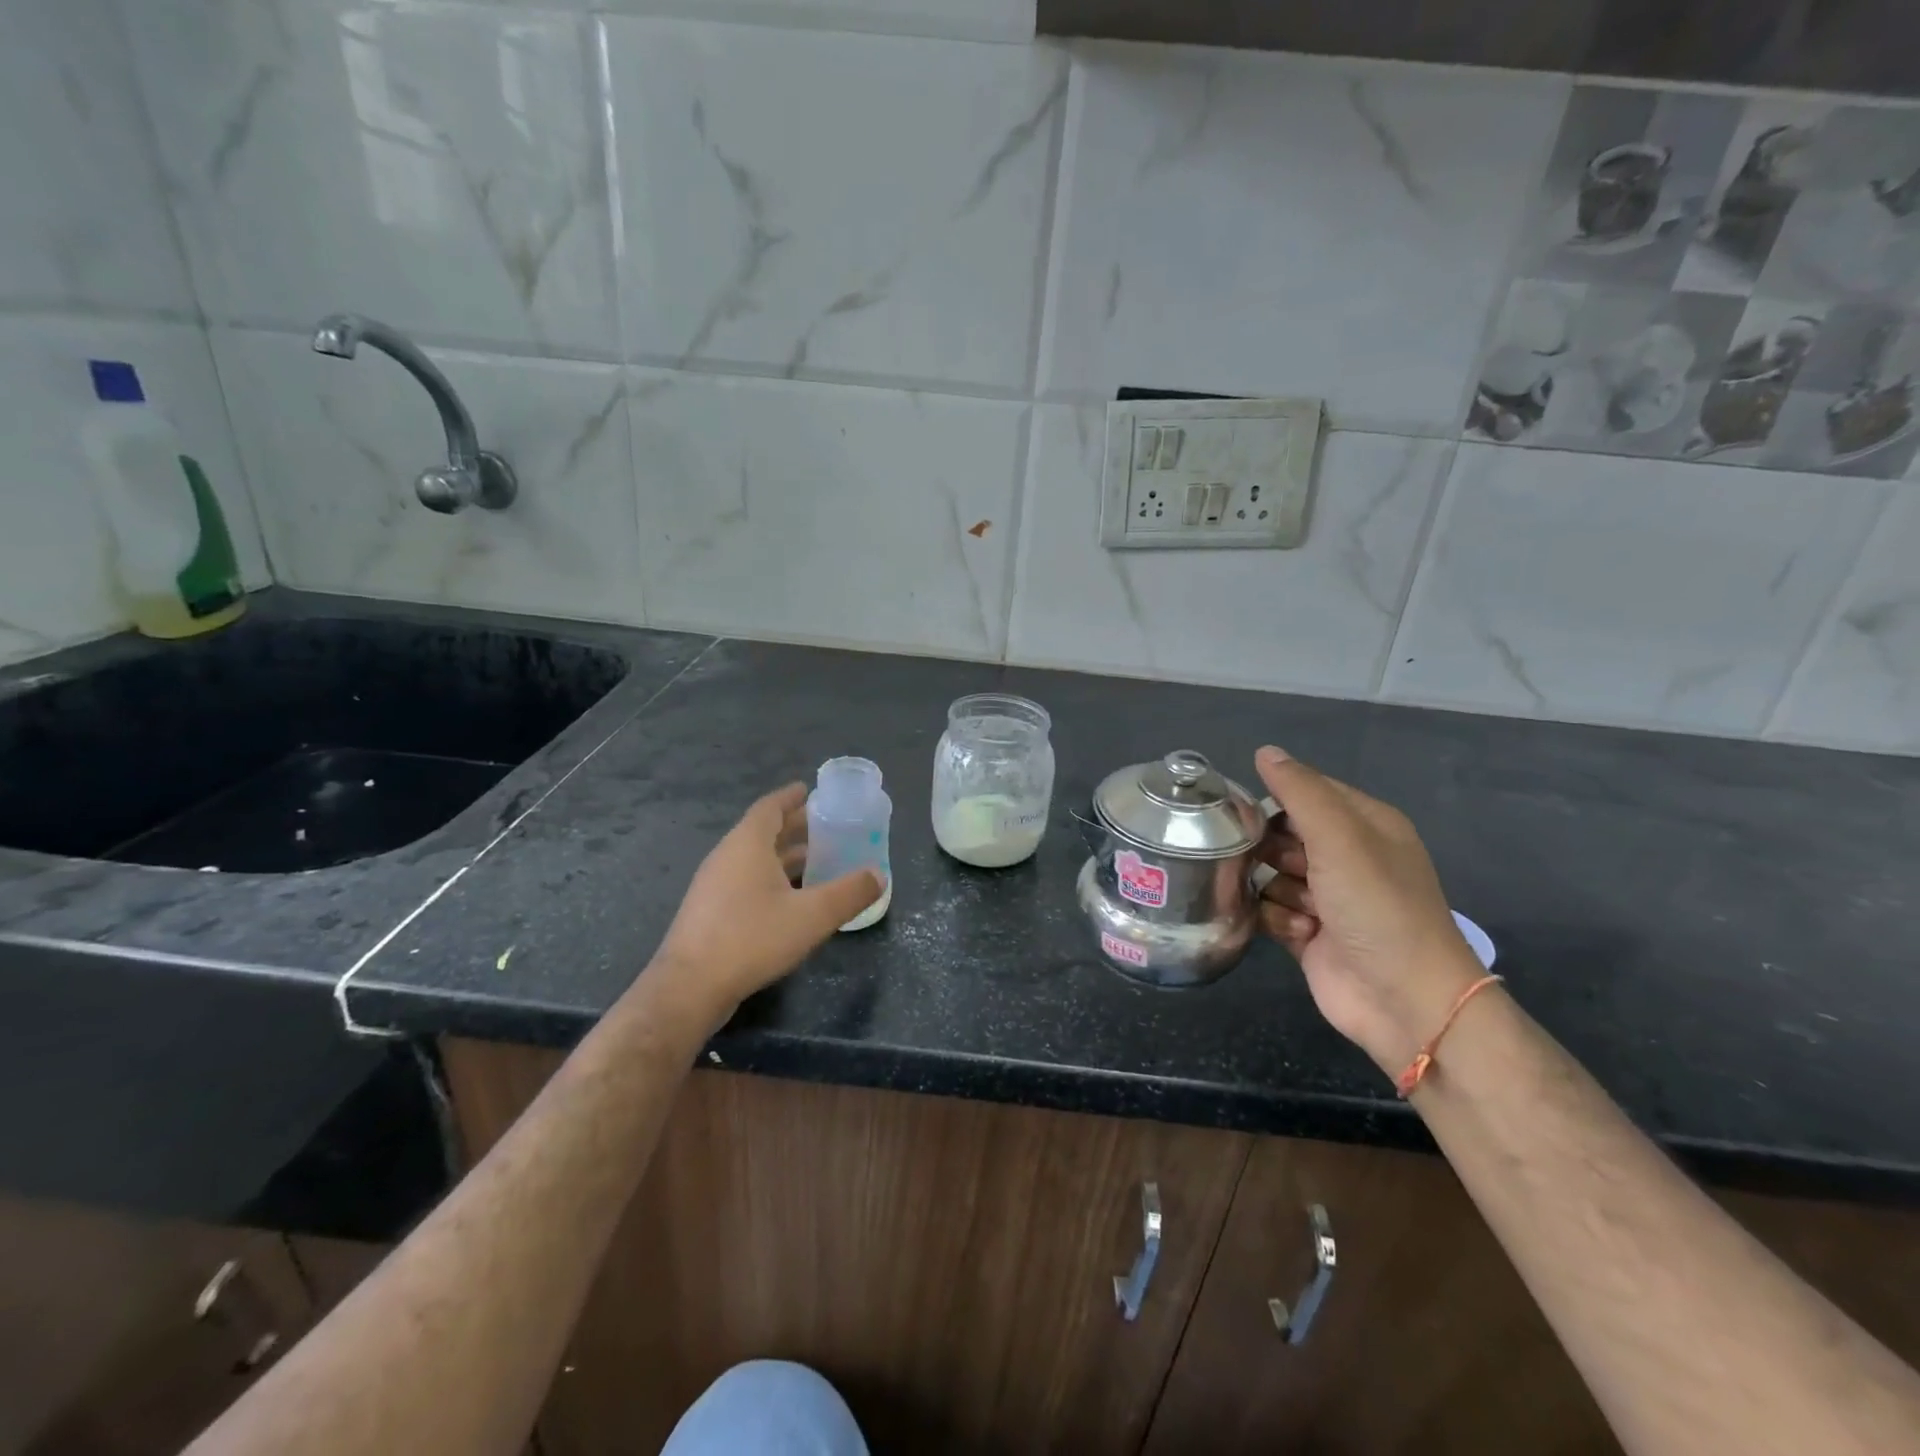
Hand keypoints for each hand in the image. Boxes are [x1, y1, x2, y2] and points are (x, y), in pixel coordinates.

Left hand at [648, 783, 881, 1024]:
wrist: (689, 987)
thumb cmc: (752, 938)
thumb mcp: (812, 916)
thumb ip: (849, 893)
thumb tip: (879, 875)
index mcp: (747, 844)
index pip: (770, 807)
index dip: (791, 797)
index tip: (810, 790)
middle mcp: (727, 856)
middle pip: (763, 831)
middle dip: (794, 826)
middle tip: (826, 825)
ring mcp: (714, 885)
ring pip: (754, 858)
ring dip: (783, 855)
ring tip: (816, 859)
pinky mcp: (710, 912)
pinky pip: (746, 881)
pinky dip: (771, 878)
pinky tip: (791, 898)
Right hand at [1253, 746, 1486, 1077]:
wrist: (1405, 1000)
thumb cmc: (1377, 907)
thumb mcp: (1340, 838)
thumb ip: (1300, 792)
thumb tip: (1265, 751)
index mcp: (1364, 824)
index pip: (1306, 791)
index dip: (1274, 797)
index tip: (1242, 810)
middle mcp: (1346, 856)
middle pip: (1282, 833)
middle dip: (1269, 847)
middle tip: (1271, 861)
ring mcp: (1328, 896)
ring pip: (1271, 873)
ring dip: (1277, 889)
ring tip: (1302, 907)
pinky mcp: (1310, 932)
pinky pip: (1272, 910)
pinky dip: (1280, 919)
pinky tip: (1301, 932)